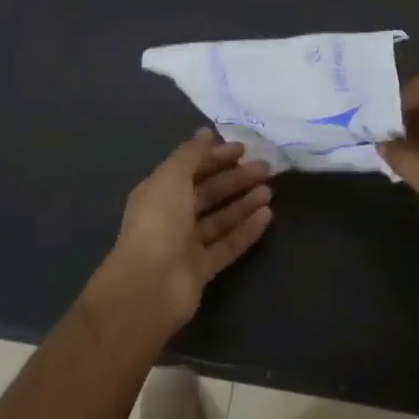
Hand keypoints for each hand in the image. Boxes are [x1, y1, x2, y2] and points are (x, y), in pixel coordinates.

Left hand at [97, 130, 273, 332]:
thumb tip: (206, 132)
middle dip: (235, 178)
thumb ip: (191, 154)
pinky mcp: (202, 269)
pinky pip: (228, 244)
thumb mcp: (172, 177)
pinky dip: (246, 230)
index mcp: (159, 192)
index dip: (215, 157)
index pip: (191, 168)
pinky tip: (267, 216)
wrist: (149, 285)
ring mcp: (187, 244)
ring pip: (220, 218)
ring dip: (244, 203)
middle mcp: (172, 216)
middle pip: (208, 192)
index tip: (243, 149)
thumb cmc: (159, 222)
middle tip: (265, 168)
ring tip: (269, 191)